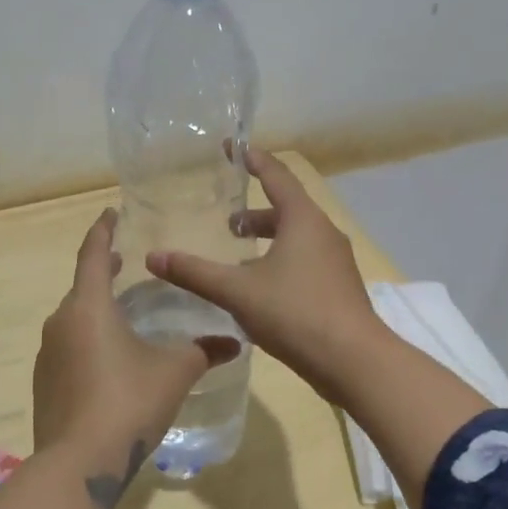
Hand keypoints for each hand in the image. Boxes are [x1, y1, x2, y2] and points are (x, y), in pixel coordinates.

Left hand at [34, 209, 240, 459]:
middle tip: (125, 263)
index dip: (103, 230)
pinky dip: (87, 340)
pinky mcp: (44, 382)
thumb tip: (235, 343)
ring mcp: (47, 354)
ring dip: (95, 309)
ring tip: (123, 314)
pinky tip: (108, 360)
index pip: (92, 254)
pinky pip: (67, 347)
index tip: (111, 213)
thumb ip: (204, 352)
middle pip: (82, 286)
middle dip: (101, 271)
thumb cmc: (128, 402)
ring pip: (74, 319)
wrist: (79, 462)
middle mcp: (61, 322)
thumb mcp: (174, 372)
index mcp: (89, 306)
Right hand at [144, 149, 384, 403]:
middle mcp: (324, 233)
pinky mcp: (339, 288)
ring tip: (239, 256)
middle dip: (255, 212)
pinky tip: (262, 290)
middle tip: (227, 222)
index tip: (232, 147)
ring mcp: (336, 262)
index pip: (276, 176)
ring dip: (268, 240)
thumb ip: (195, 273)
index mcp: (303, 220)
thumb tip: (153, 257)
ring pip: (298, 238)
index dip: (253, 159)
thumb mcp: (237, 291)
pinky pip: (306, 261)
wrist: (354, 361)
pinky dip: (281, 262)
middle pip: (287, 209)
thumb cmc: (295, 313)